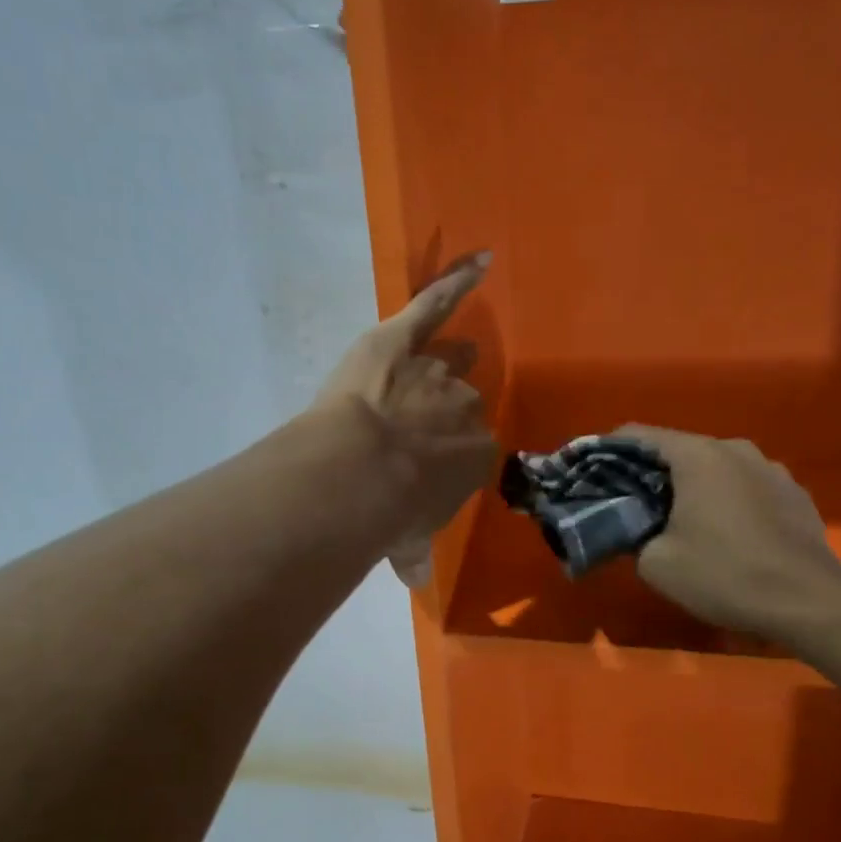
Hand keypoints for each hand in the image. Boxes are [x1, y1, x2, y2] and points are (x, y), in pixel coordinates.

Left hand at [318, 253, 496, 586]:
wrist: (360, 472)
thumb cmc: (391, 510)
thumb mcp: (408, 540)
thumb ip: (414, 551)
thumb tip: (414, 578)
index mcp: (475, 453)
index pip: (474, 445)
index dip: (455, 451)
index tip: (439, 461)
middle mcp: (464, 406)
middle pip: (464, 400)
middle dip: (451, 409)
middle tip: (436, 419)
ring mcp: (435, 370)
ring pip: (449, 362)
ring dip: (451, 361)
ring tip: (460, 351)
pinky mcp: (400, 340)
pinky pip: (433, 306)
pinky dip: (454, 283)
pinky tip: (479, 263)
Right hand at [614, 425, 840, 636]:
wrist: (808, 601)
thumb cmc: (724, 574)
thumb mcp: (656, 563)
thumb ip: (633, 536)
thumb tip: (633, 529)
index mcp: (699, 455)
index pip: (640, 436)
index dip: (609, 451)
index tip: (593, 471)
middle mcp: (737, 449)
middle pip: (680, 451)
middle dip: (652, 474)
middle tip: (632, 505)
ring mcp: (772, 469)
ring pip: (717, 470)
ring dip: (694, 488)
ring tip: (681, 521)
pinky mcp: (795, 494)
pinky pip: (747, 488)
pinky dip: (728, 502)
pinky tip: (726, 535)